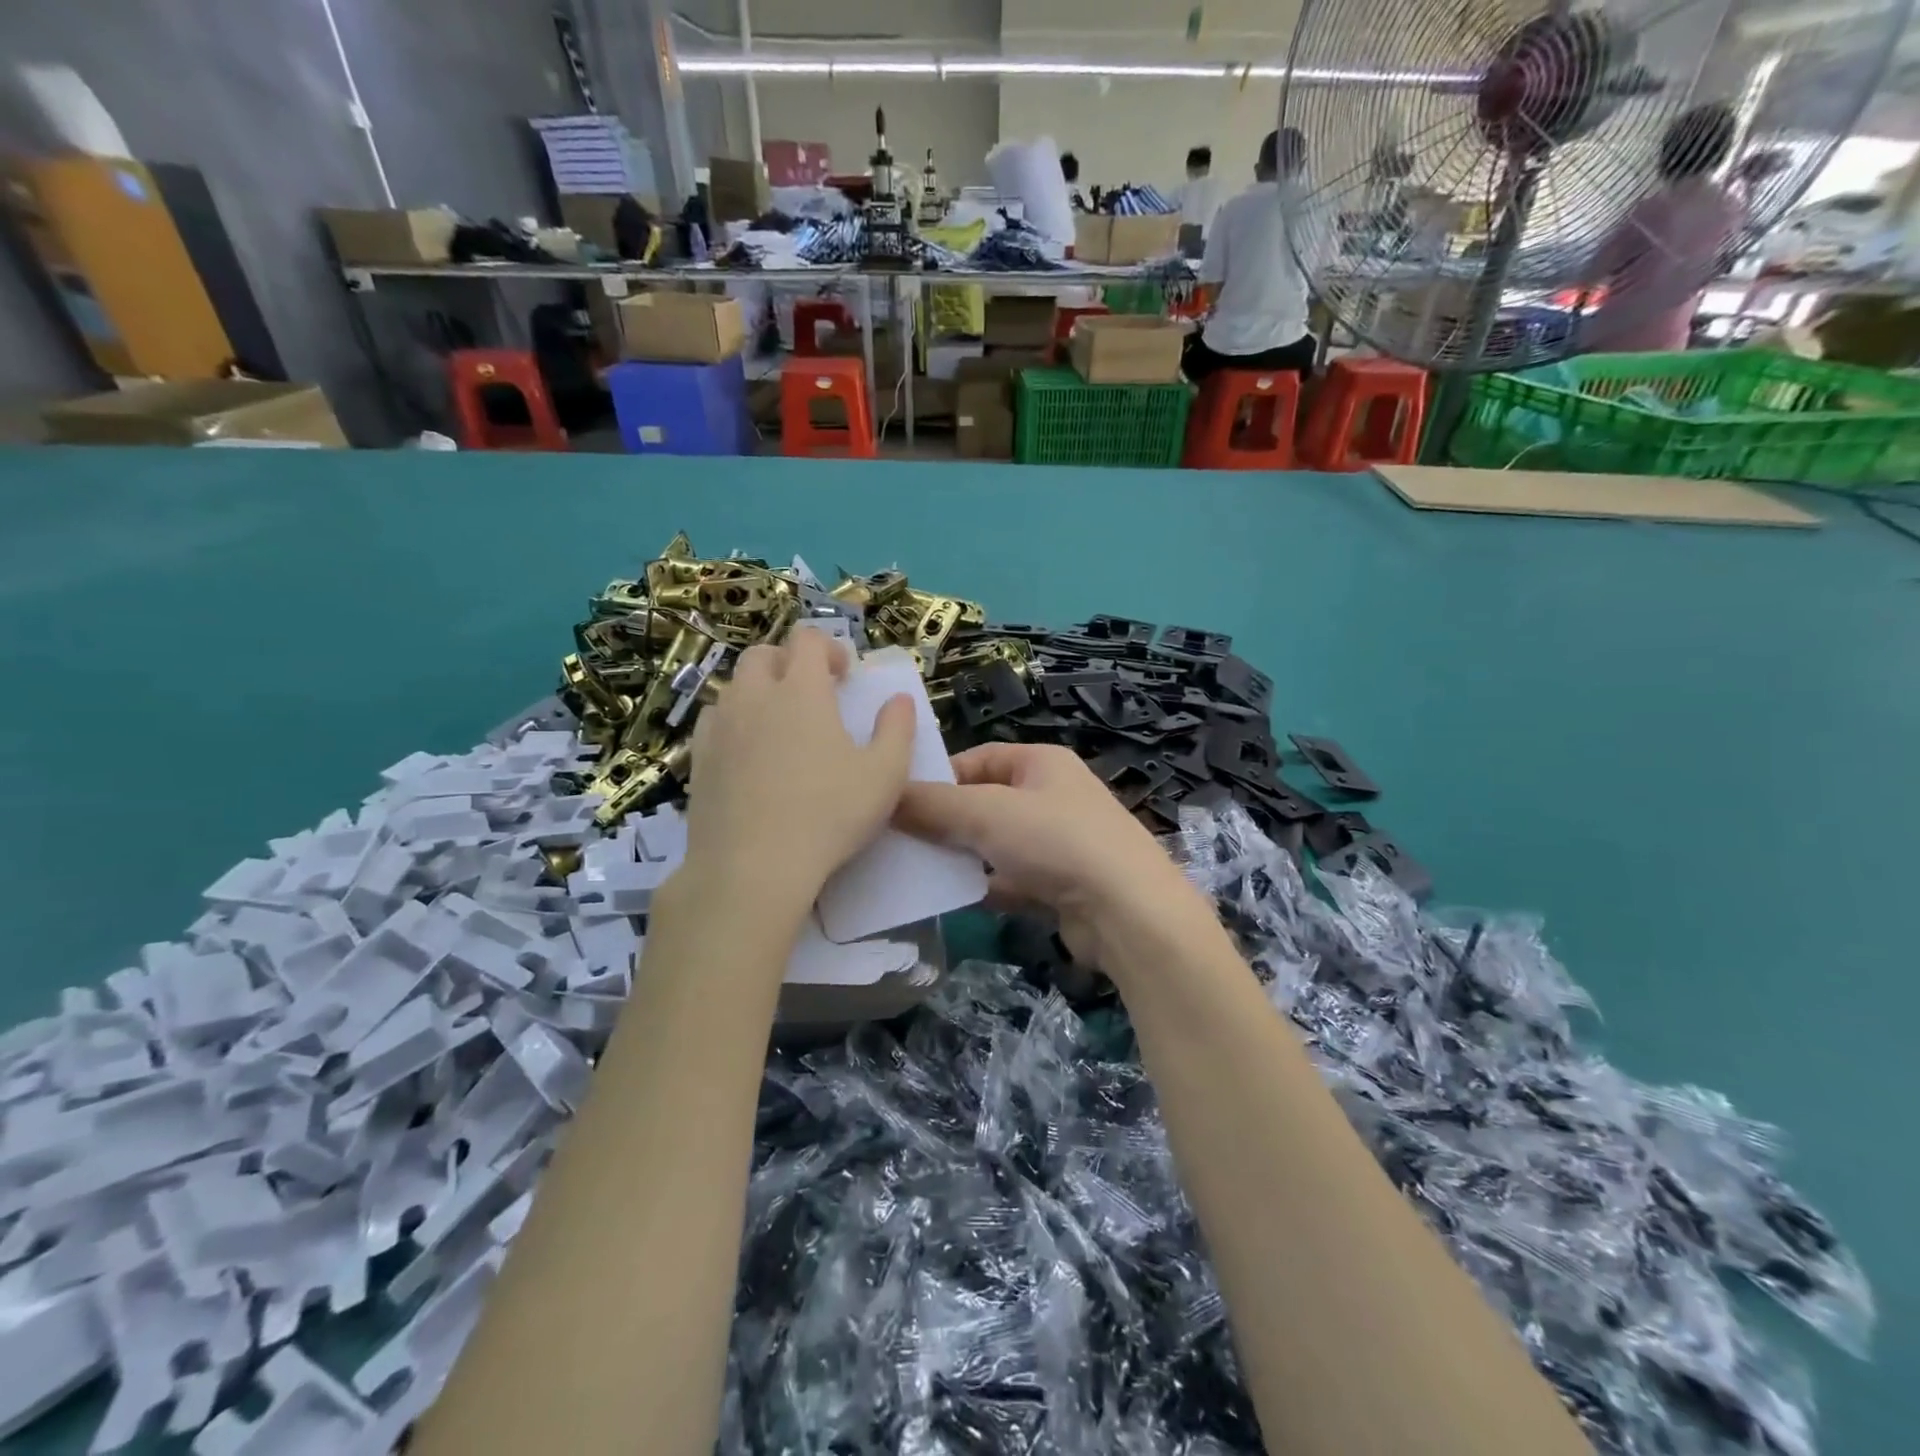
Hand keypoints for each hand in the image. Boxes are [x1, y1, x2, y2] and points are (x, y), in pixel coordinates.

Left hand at [680, 628, 914, 920]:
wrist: (753, 866)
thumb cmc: (829, 814)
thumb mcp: (885, 774)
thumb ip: (897, 730)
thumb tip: (899, 700)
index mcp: (800, 690)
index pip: (807, 639)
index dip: (829, 647)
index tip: (845, 676)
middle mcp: (754, 696)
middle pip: (763, 654)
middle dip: (789, 662)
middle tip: (813, 695)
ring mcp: (720, 726)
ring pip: (735, 686)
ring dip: (759, 691)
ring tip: (780, 725)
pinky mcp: (699, 758)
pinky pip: (714, 721)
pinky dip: (734, 722)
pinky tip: (749, 754)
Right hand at [894, 743, 1211, 970]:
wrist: (1127, 912)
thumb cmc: (1056, 841)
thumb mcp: (986, 813)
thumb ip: (933, 805)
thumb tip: (886, 796)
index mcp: (1041, 763)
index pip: (979, 758)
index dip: (940, 776)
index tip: (901, 801)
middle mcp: (1052, 797)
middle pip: (985, 802)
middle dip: (947, 821)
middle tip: (900, 839)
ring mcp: (1059, 843)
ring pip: (996, 845)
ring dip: (963, 856)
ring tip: (918, 871)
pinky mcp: (1061, 886)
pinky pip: (1011, 880)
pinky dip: (986, 887)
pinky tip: (954, 900)